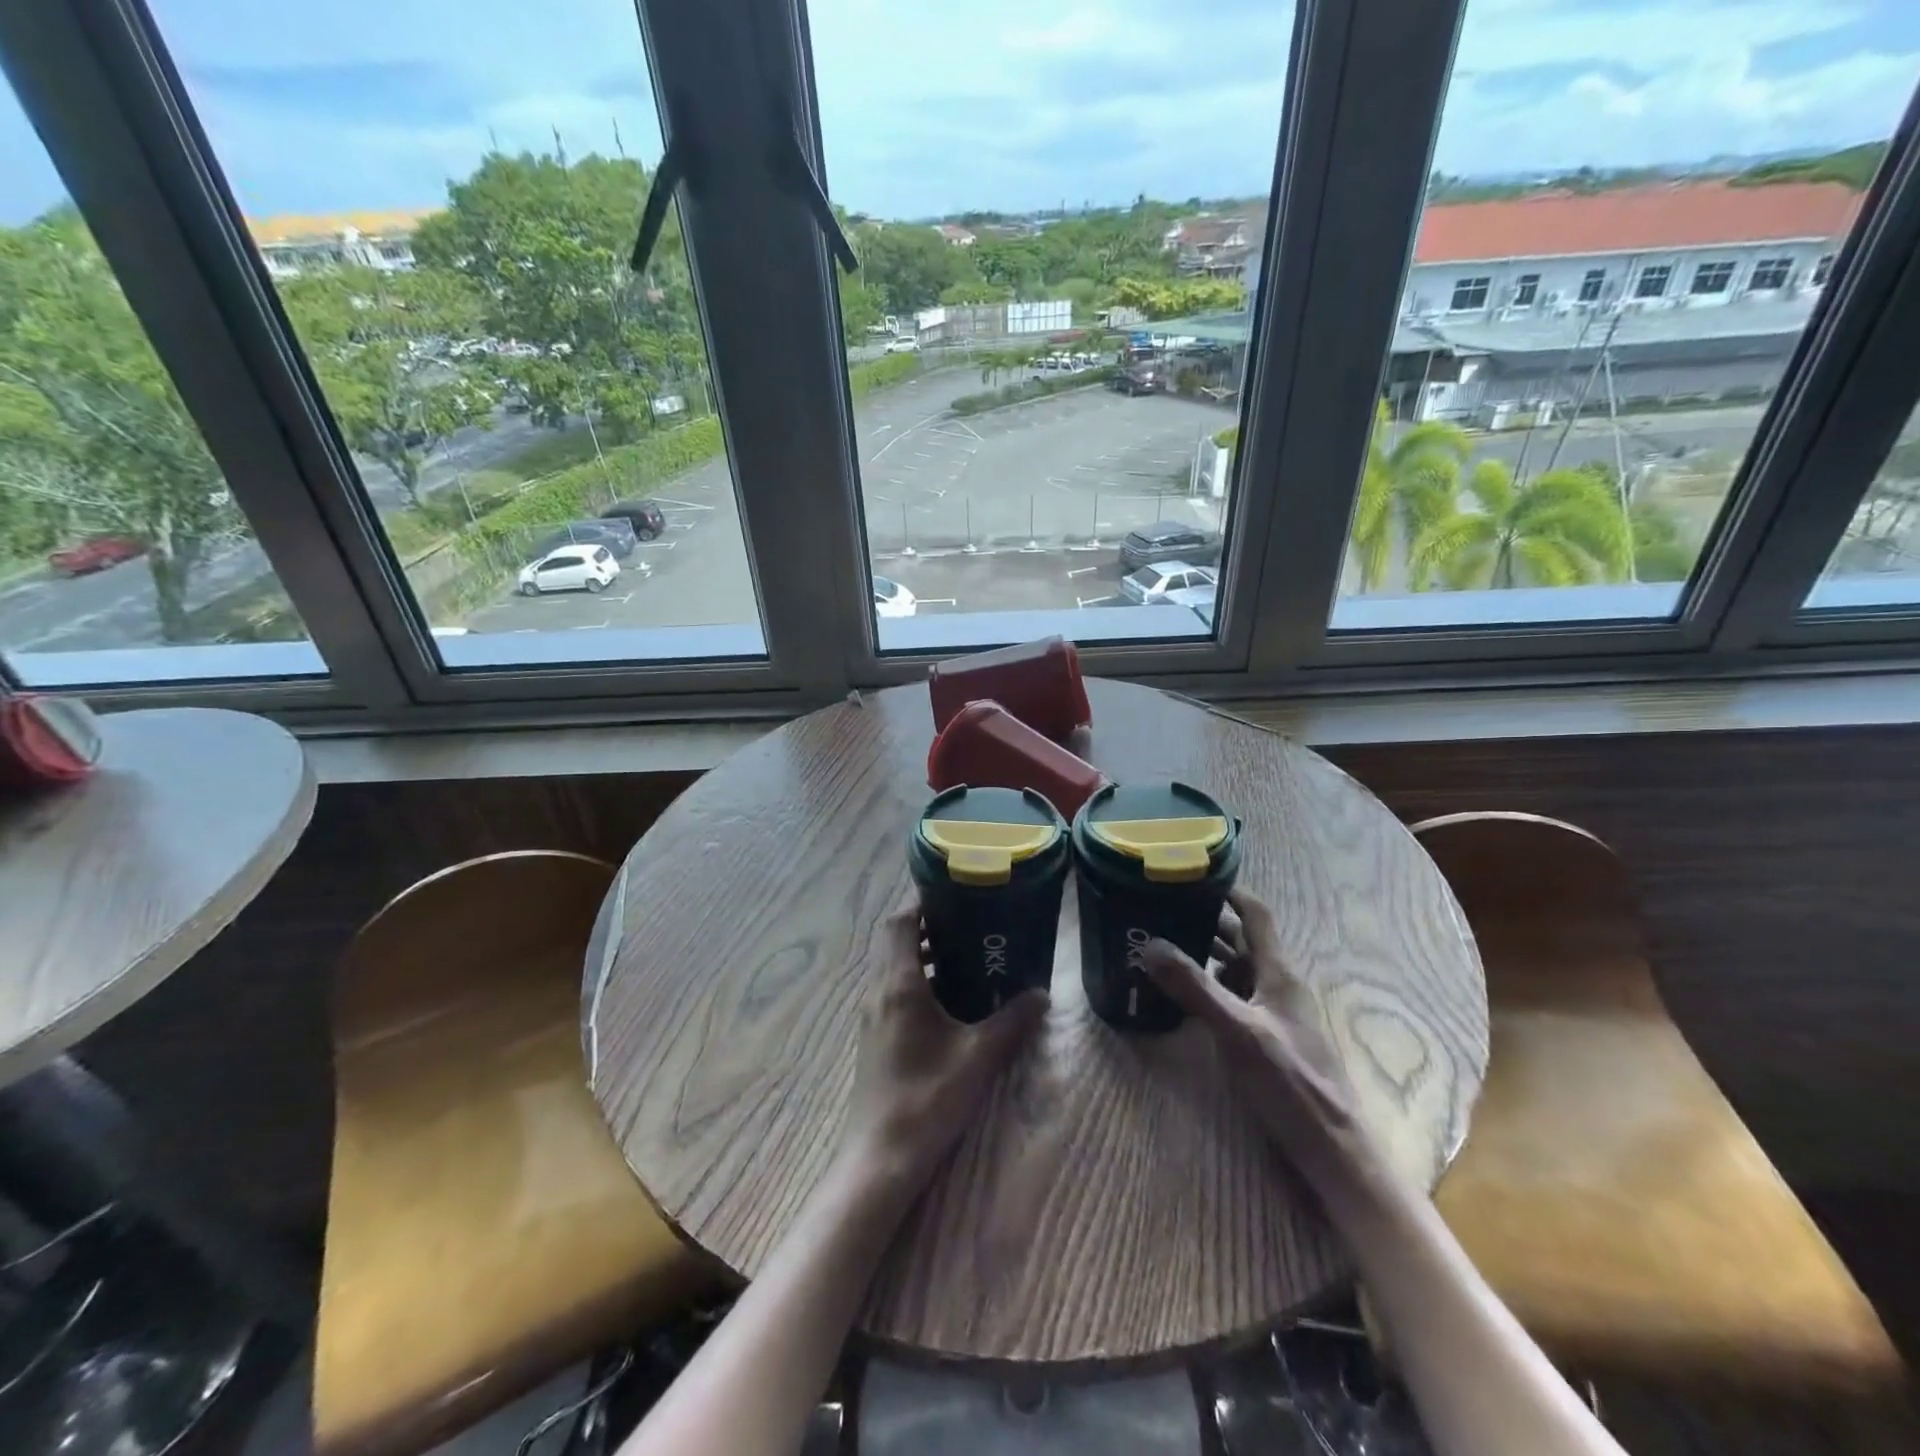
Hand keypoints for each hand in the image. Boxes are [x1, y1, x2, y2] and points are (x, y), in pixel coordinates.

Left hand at [841, 908, 1046, 1195]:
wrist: (880, 1159)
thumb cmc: (927, 1100)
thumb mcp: (978, 1058)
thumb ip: (1011, 1021)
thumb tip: (1042, 993)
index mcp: (898, 985)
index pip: (899, 922)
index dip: (921, 902)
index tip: (954, 893)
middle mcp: (878, 991)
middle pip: (894, 939)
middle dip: (926, 924)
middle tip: (968, 920)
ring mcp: (872, 1015)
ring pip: (892, 965)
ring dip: (921, 953)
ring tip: (965, 953)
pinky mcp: (874, 1036)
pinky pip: (893, 990)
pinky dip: (917, 979)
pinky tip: (950, 999)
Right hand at [1141, 889, 1377, 1198]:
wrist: (1334, 1151)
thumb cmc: (1291, 1085)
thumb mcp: (1238, 1032)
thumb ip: (1195, 988)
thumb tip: (1150, 944)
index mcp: (1278, 973)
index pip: (1256, 914)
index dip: (1229, 890)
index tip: (1192, 875)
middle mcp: (1278, 985)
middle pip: (1241, 940)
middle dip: (1205, 921)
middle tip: (1161, 910)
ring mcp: (1275, 1013)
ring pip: (1236, 970)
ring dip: (1204, 954)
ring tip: (1162, 946)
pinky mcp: (1268, 1038)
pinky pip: (1235, 997)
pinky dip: (1209, 986)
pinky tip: (1181, 996)